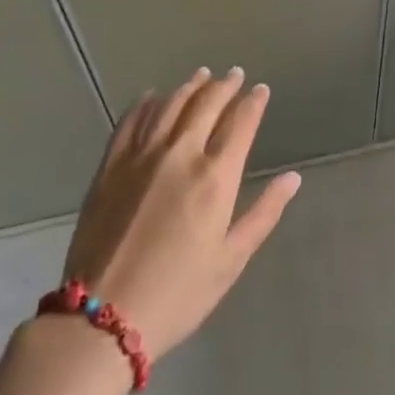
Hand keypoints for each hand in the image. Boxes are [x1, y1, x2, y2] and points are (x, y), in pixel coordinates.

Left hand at [61, 67, 300, 359]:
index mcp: (215, 177)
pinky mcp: (110, 167)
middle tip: (235, 74)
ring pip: (171, 105)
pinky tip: (153, 96)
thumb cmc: (177, 294)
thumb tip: (293, 178)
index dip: (253, 102)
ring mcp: (142, 157)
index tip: (261, 89)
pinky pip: (131, 121)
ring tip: (202, 75)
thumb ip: (263, 214)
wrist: (101, 320)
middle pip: (207, 105)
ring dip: (190, 86)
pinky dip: (146, 103)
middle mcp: (181, 154)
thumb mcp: (230, 261)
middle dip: (225, 86)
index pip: (241, 123)